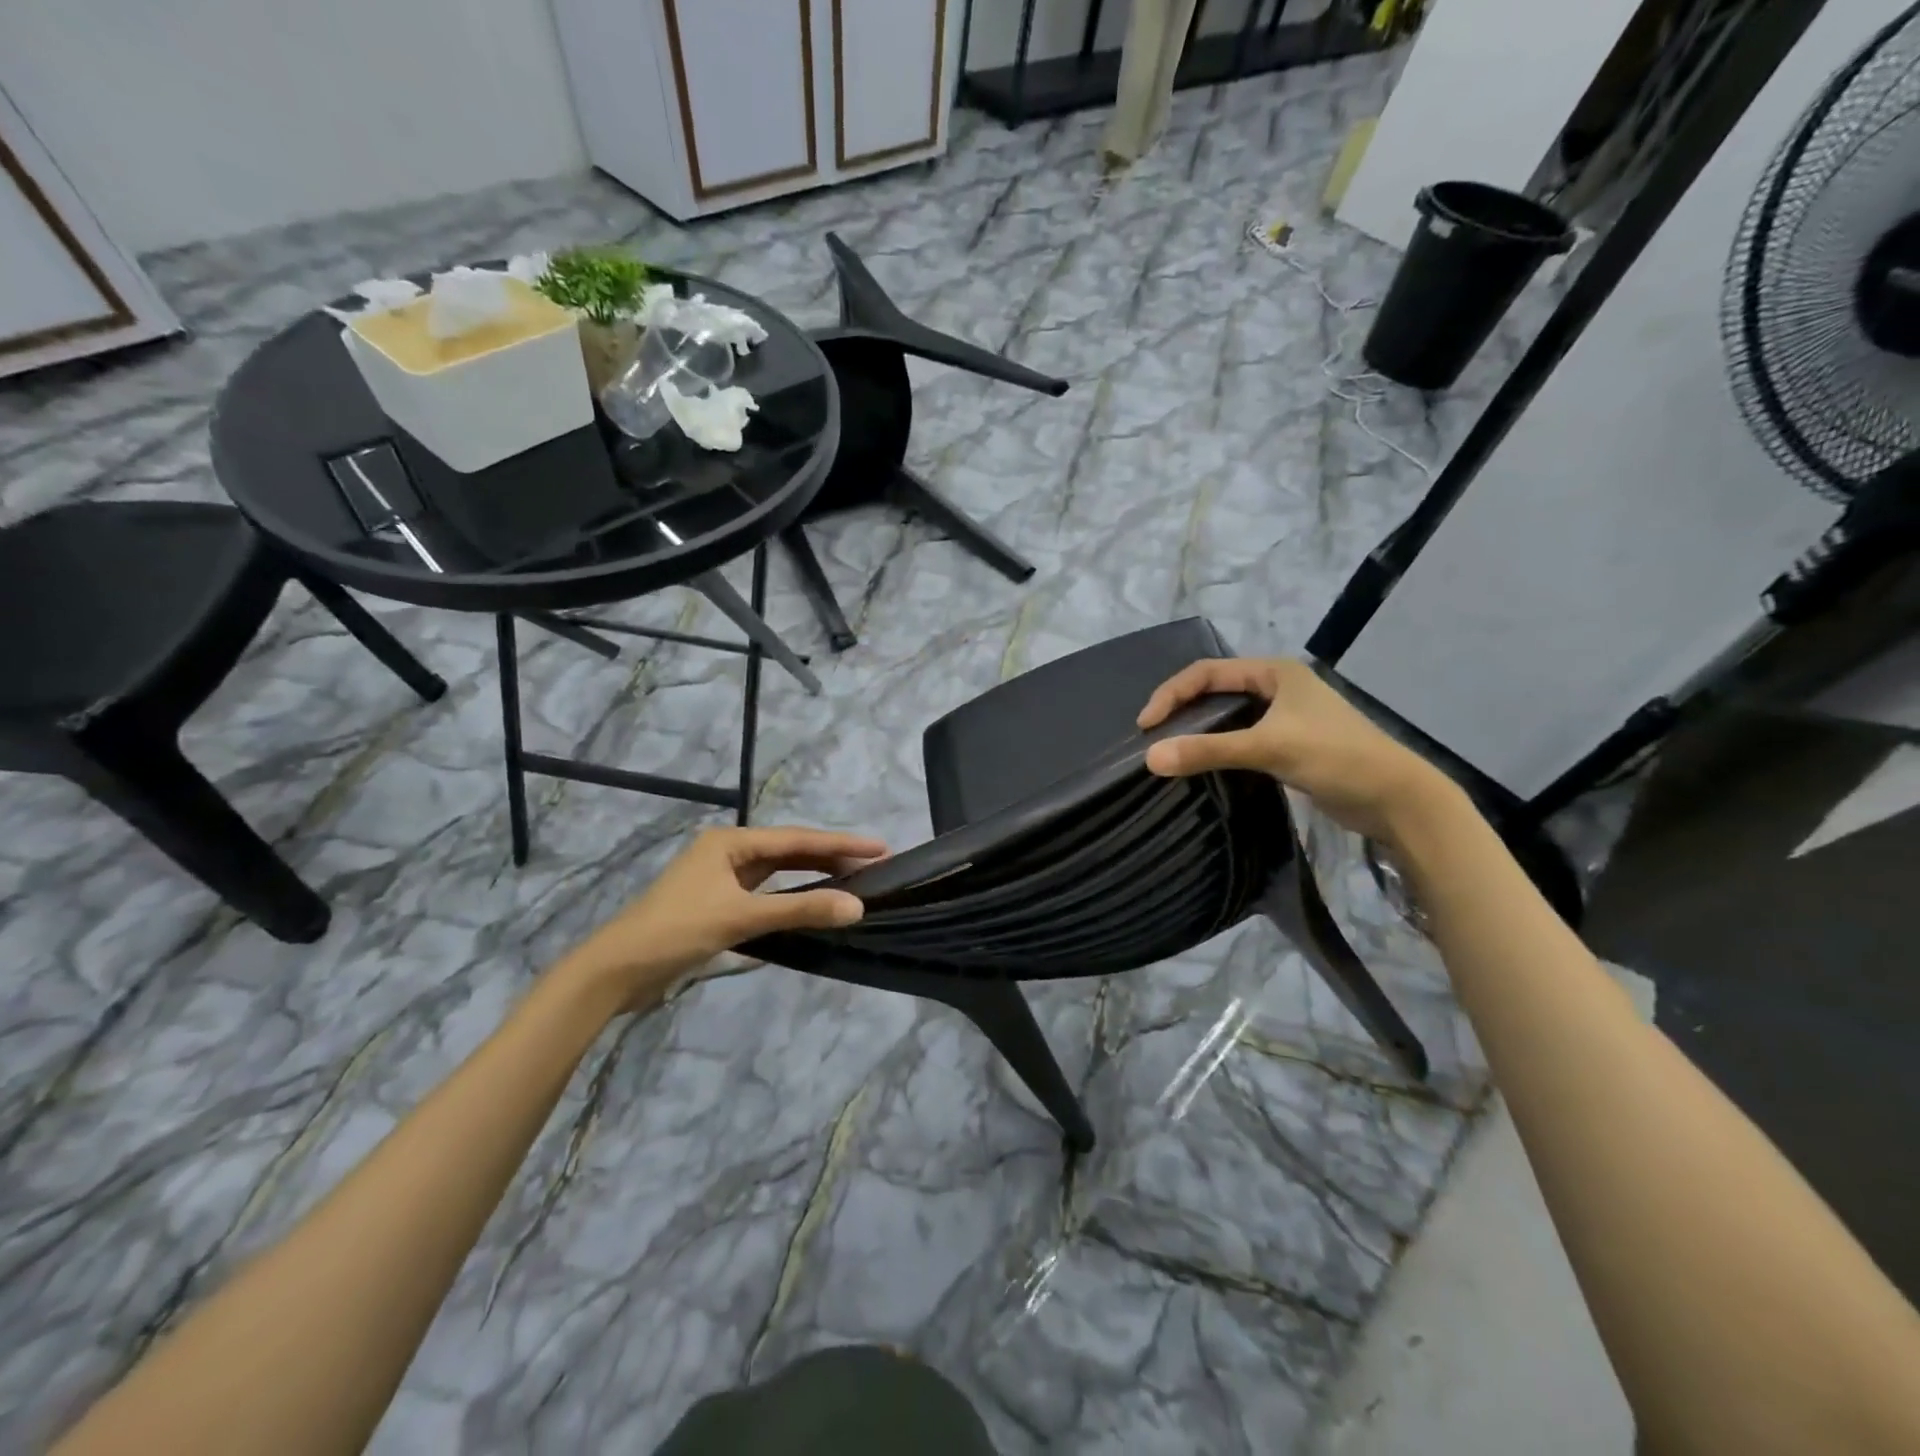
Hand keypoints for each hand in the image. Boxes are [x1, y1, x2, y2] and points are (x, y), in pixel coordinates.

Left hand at [559, 825, 885, 1009]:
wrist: (615, 971)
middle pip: (790, 851)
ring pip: (778, 873)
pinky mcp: (717, 904)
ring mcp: (721, 878)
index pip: (798, 839)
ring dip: (812, 877)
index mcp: (731, 842)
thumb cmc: (676, 932)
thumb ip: (800, 909)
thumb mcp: (741, 917)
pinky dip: (791, 897)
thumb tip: (857, 907)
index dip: (841, 843)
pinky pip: (765, 893)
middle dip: (831, 857)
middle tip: (874, 865)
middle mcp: (728, 852)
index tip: (881, 847)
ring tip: (852, 880)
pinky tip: (812, 904)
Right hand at [1136, 657, 1453, 842]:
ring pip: (1229, 716)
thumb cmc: (1335, 757)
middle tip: (1153, 737)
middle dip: (1182, 709)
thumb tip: (1150, 759)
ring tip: (1172, 750)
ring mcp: (1287, 716)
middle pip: (1216, 691)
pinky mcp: (1291, 744)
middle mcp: (1279, 687)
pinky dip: (1219, 747)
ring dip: (1200, 730)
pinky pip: (1242, 738)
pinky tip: (1205, 764)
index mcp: (1275, 672)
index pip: (1208, 672)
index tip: (1146, 725)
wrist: (1396, 798)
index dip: (1172, 694)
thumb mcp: (1269, 748)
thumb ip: (1209, 751)